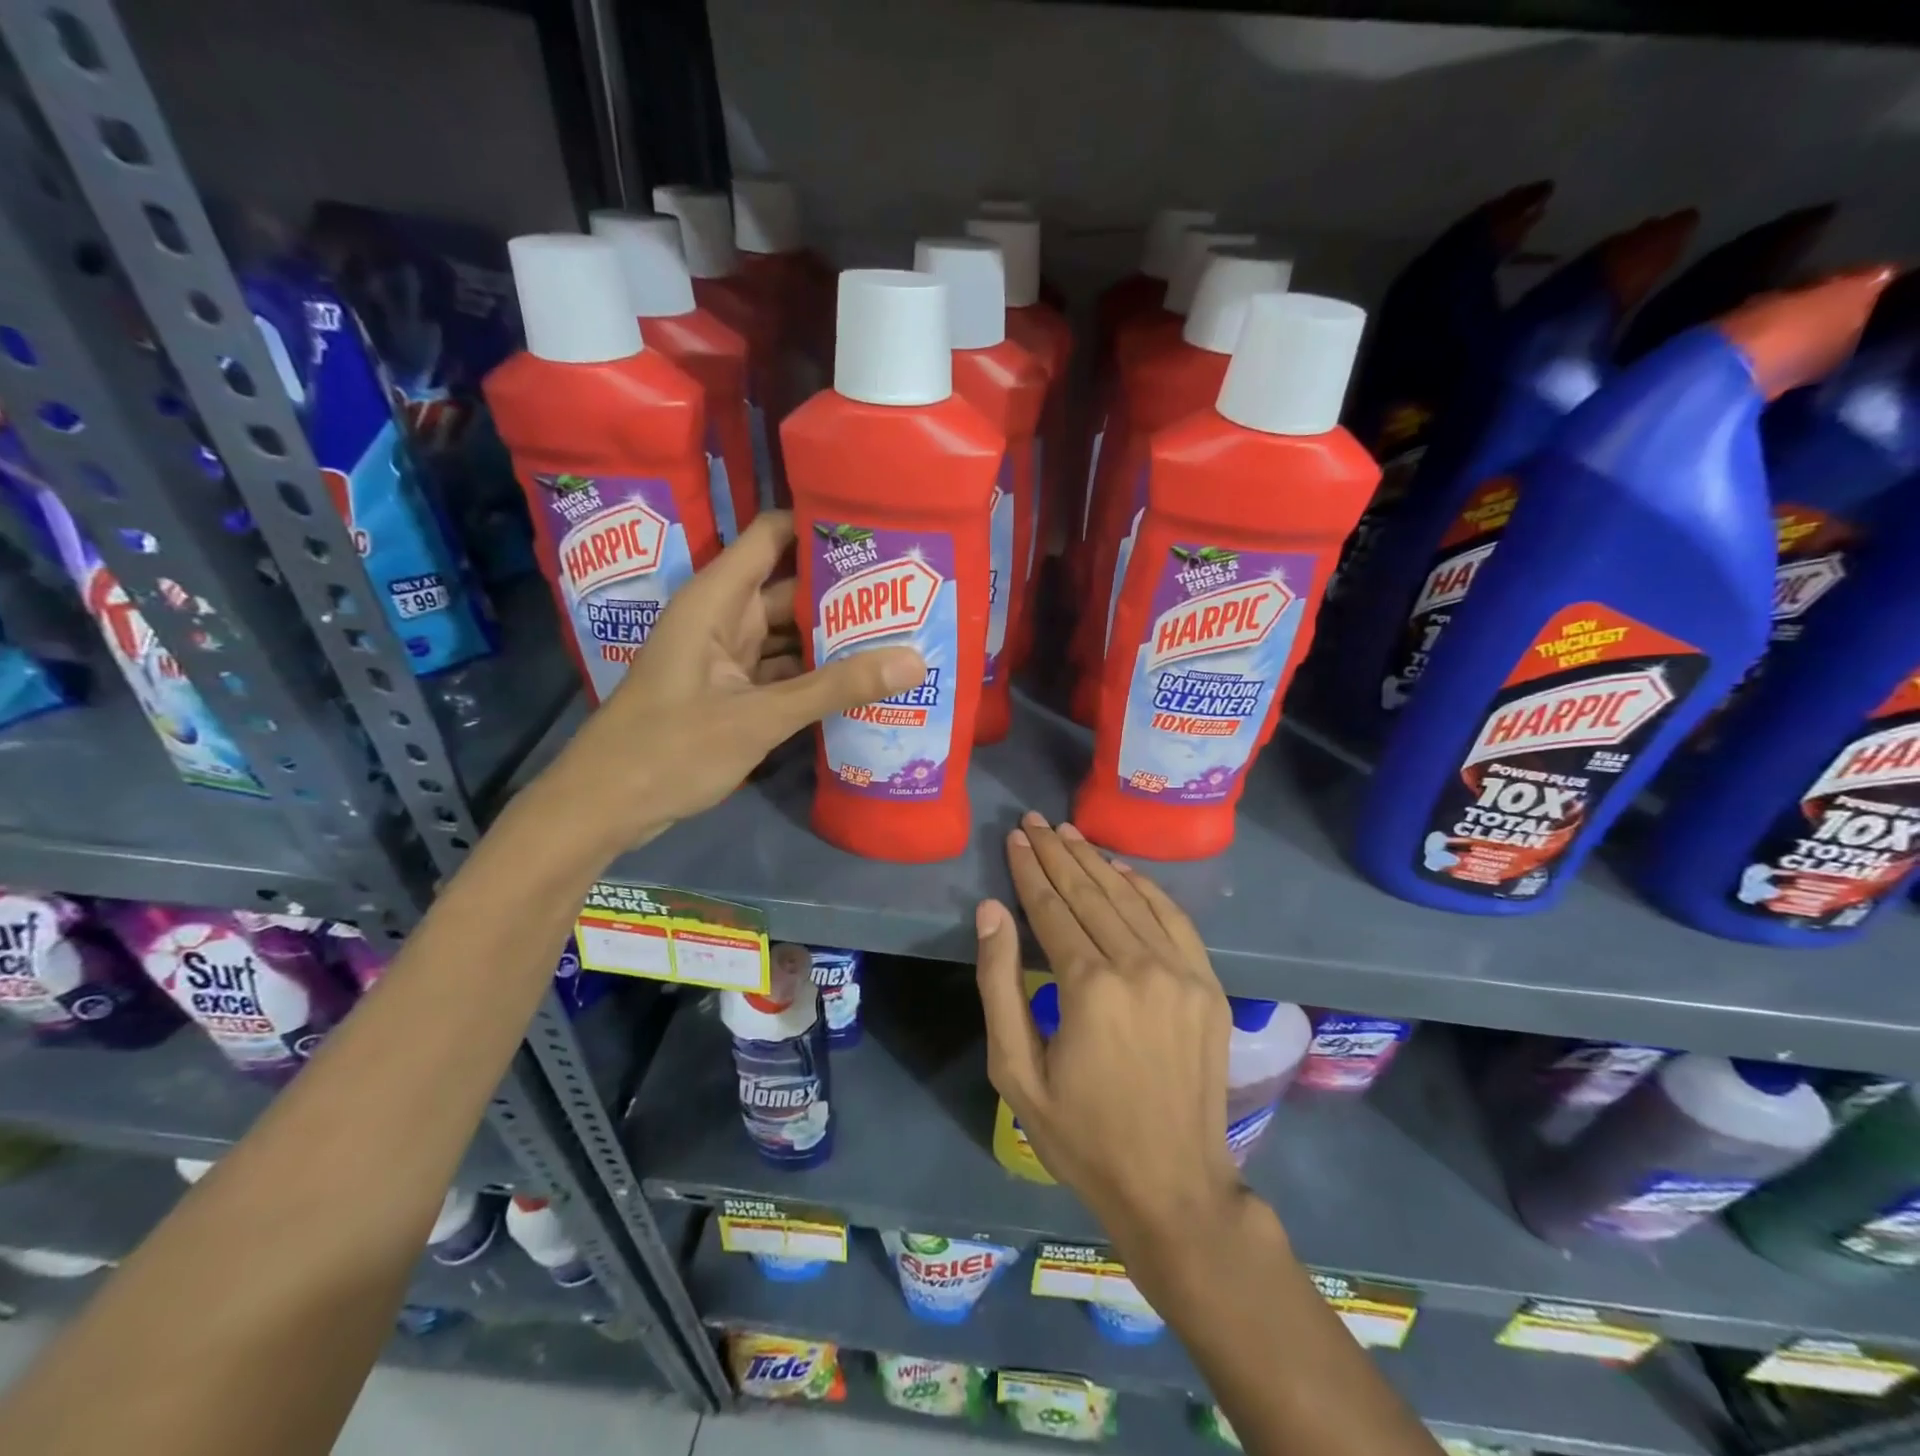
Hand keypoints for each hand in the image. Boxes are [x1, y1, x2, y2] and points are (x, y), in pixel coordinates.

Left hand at [546, 511, 924, 850]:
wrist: (604, 807)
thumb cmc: (669, 749)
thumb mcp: (758, 717)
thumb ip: (834, 688)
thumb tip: (914, 660)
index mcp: (716, 600)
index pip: (773, 536)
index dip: (821, 525)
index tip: (880, 529)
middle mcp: (722, 618)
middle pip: (791, 588)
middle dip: (845, 590)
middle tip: (911, 592)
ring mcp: (727, 658)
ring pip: (790, 634)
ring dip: (835, 637)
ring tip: (900, 632)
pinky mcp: (731, 692)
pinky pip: (783, 670)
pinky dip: (816, 675)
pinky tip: (861, 680)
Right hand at [976, 812, 1242, 1244]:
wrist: (1174, 1187)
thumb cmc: (1082, 1136)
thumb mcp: (1016, 1072)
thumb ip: (999, 984)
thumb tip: (991, 911)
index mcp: (1088, 987)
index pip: (1051, 908)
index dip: (1028, 870)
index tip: (1014, 837)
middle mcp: (1138, 965)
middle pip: (1090, 892)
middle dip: (1057, 853)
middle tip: (1034, 822)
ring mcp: (1180, 972)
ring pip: (1130, 898)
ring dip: (1096, 861)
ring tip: (1068, 833)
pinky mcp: (1208, 984)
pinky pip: (1173, 918)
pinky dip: (1145, 887)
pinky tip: (1122, 869)